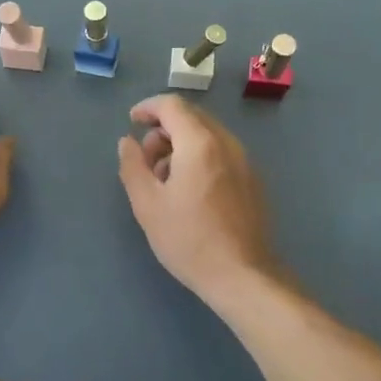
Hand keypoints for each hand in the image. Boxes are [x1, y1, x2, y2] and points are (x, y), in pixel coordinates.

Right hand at [117, 95, 278, 301]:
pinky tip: (188, 190)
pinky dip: (199, 156)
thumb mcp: (148, 204)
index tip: (132, 122)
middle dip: (163, 129)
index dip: (148, 108)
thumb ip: (132, 165)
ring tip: (164, 180)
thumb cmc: (189, 239)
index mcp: (200, 143)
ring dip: (180, 145)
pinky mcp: (252, 179)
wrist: (242, 275)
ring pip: (207, 135)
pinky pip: (221, 152)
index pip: (172, 105)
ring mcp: (244, 160)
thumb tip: (128, 141)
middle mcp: (226, 143)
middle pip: (191, 117)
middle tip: (145, 160)